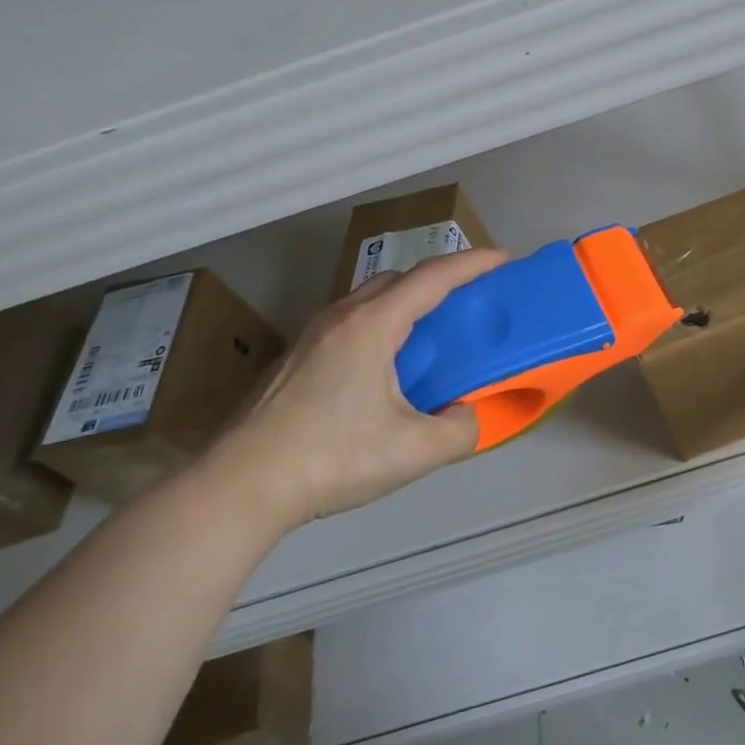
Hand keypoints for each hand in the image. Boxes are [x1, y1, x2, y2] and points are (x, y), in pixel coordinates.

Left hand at [204, 248, 508, 533]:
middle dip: (440, 278)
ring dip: (408, 301)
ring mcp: (312, 336)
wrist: (242, 485)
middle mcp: (341, 318)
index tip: (503, 260)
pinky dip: (383, 323)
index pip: (432, 278)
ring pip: (370, 299)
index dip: (472, 263)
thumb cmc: (332, 458)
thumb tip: (466, 415)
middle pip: (399, 279)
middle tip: (471, 298)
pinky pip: (351, 322)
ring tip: (433, 331)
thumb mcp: (414, 451)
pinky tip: (388, 366)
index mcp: (372, 326)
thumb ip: (460, 429)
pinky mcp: (296, 359)